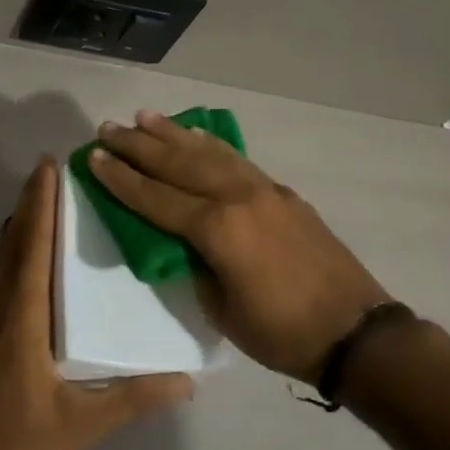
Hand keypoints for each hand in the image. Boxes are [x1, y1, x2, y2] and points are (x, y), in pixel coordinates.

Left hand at [0, 157, 193, 449]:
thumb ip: (132, 400)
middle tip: (51, 170)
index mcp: (20, 319)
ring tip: (42, 203)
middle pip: (11, 242)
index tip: (48, 166)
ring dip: (19, 226)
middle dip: (30, 203)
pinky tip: (25, 261)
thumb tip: (186, 381)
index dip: (40, 205)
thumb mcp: (80, 427)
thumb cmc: (14, 448)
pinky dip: (10, 253)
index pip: (31, 248)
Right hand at [90, 111, 389, 382]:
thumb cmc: (282, 332)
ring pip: (209, 152)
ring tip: (144, 117)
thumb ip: (194, 265)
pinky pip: (236, 160)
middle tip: (108, 127)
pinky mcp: (282, 193)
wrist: (355, 331)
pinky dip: (211, 144)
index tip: (94, 157)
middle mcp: (238, 197)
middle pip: (178, 164)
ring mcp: (264, 190)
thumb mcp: (221, 309)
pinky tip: (197, 135)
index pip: (156, 198)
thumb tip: (179, 241)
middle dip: (139, 145)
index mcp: (218, 228)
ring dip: (173, 133)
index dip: (122, 179)